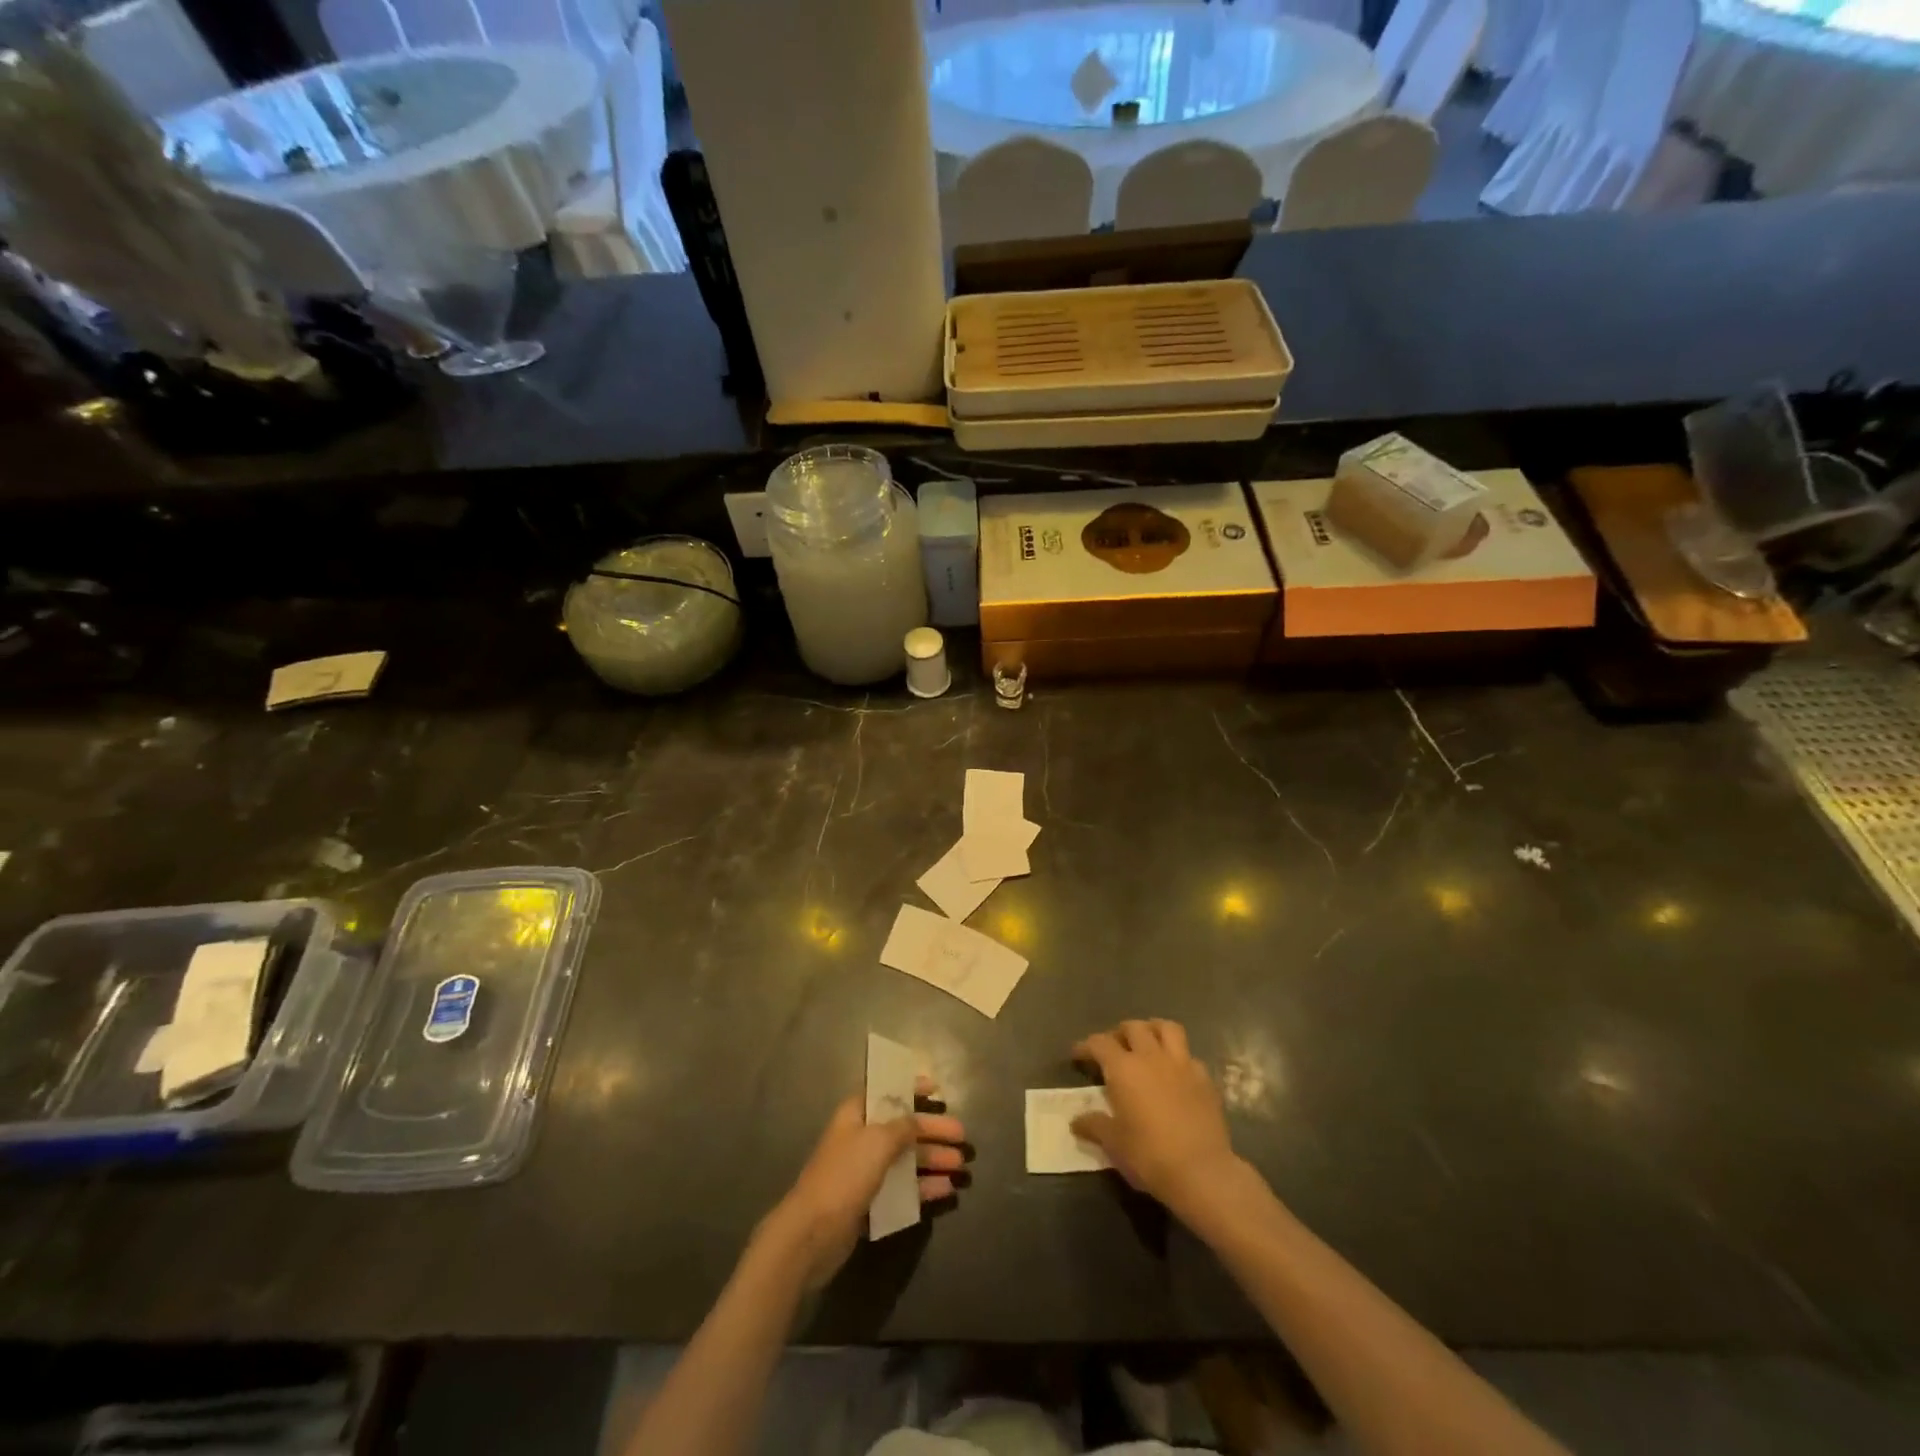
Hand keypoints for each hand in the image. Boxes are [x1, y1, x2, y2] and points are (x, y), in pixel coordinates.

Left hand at [757, 1080, 967, 1289]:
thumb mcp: (878, 1142)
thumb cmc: (844, 1175)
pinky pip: (902, 1188)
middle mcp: (861, 1138)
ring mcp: (864, 1172)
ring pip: (905, 1159)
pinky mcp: (868, 1202)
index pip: (885, 1092)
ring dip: (932, 1159)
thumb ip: (903, 1127)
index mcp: (856, 1114)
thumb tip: (917, 1120)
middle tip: (962, 1136)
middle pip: (902, 1128)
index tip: (937, 1089)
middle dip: (932, 1131)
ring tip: (961, 1165)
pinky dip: (923, 1187)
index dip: (910, 1088)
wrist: (811, 1234)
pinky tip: (946, 1190)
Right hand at [1071, 1019, 1240, 1212]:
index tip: (1078, 1055)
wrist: (1201, 1172)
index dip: (1086, 1046)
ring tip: (1147, 1045)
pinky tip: (1175, 1074)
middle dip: (1120, 1033)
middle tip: (1114, 1050)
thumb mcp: (1114, 1143)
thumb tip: (1076, 1121)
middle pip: (1133, 1027)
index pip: (1099, 1043)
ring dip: (1153, 1030)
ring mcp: (1182, 1064)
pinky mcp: (1205, 1079)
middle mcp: (1151, 1057)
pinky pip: (1189, 1056)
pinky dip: (1179, 1058)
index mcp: (1124, 1068)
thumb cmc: (1149, 1155)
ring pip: (1167, 1028)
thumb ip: (1094, 1125)